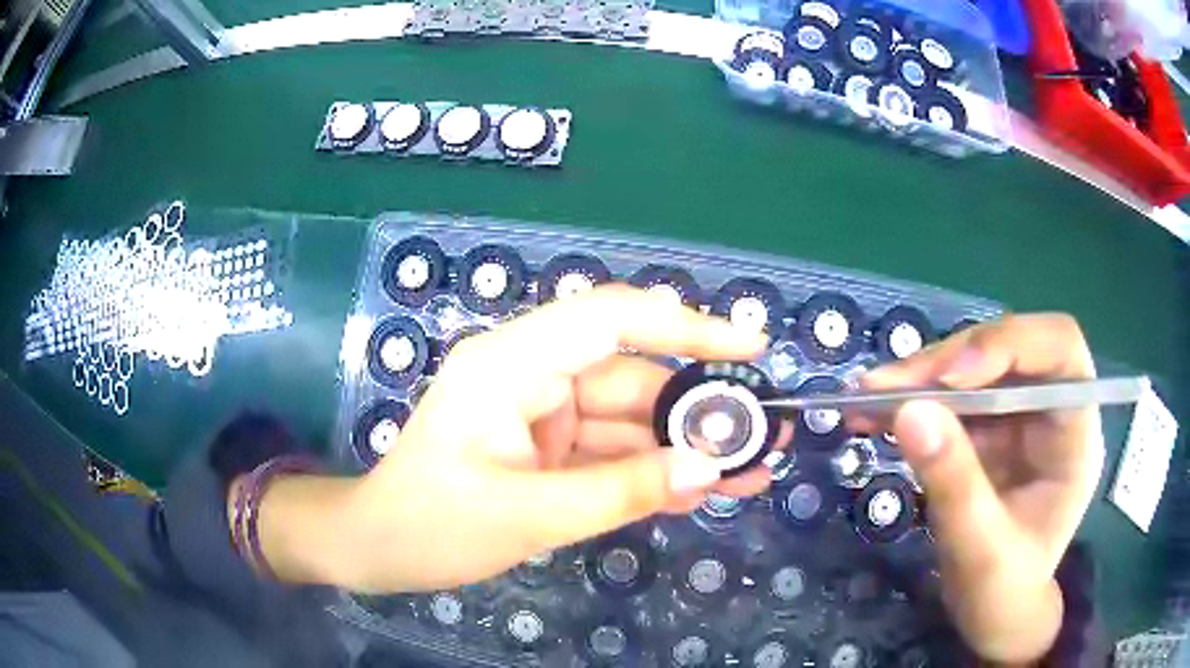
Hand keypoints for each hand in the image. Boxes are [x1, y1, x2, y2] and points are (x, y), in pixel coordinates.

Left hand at [335, 285, 782, 592]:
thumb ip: (620, 491)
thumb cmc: (430, 525)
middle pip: (631, 377)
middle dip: (698, 407)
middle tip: (764, 431)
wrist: (378, 549)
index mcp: (510, 364)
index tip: (748, 347)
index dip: (684, 326)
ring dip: (684, 446)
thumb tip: (707, 466)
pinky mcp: (548, 449)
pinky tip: (701, 489)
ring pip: (628, 420)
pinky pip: (610, 452)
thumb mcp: (527, 515)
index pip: (609, 320)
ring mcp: (542, 414)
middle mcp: (531, 375)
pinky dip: (652, 471)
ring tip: (748, 470)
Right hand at [851, 314, 1102, 663]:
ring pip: (972, 366)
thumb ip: (955, 484)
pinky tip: (872, 411)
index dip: (1009, 345)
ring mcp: (1017, 417)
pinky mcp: (985, 429)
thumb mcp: (982, 551)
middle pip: (1007, 349)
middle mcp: (1049, 410)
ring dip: (919, 377)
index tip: (951, 378)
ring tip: (866, 397)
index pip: (1059, 349)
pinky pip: (948, 397)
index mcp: (1074, 433)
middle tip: (887, 387)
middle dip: (948, 362)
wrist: (994, 616)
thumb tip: (909, 411)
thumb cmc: (1004, 593)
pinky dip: (910, 399)